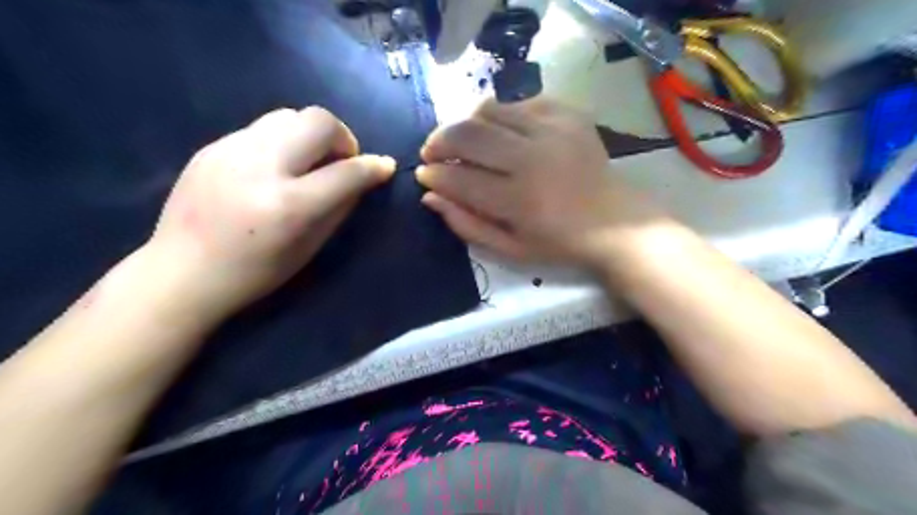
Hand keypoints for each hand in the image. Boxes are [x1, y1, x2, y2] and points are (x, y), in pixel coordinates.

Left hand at [147, 107, 392, 316]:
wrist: (182, 272)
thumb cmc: (256, 272)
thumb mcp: (310, 248)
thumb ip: (341, 207)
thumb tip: (363, 178)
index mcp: (290, 206)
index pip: (347, 172)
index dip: (374, 167)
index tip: (384, 166)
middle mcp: (262, 168)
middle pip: (319, 121)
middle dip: (343, 137)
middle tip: (340, 162)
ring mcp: (231, 151)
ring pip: (289, 115)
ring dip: (310, 135)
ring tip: (306, 162)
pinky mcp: (212, 146)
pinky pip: (261, 128)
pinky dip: (282, 142)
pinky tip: (274, 168)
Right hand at [418, 100, 670, 270]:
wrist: (614, 222)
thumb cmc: (558, 242)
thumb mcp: (509, 248)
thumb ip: (467, 224)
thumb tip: (429, 196)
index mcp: (519, 200)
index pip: (459, 179)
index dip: (433, 175)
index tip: (423, 175)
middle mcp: (533, 158)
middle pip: (468, 134)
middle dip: (438, 141)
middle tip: (432, 151)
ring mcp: (553, 130)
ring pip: (489, 110)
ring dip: (465, 124)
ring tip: (461, 140)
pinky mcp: (567, 114)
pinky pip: (517, 103)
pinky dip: (499, 116)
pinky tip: (499, 134)